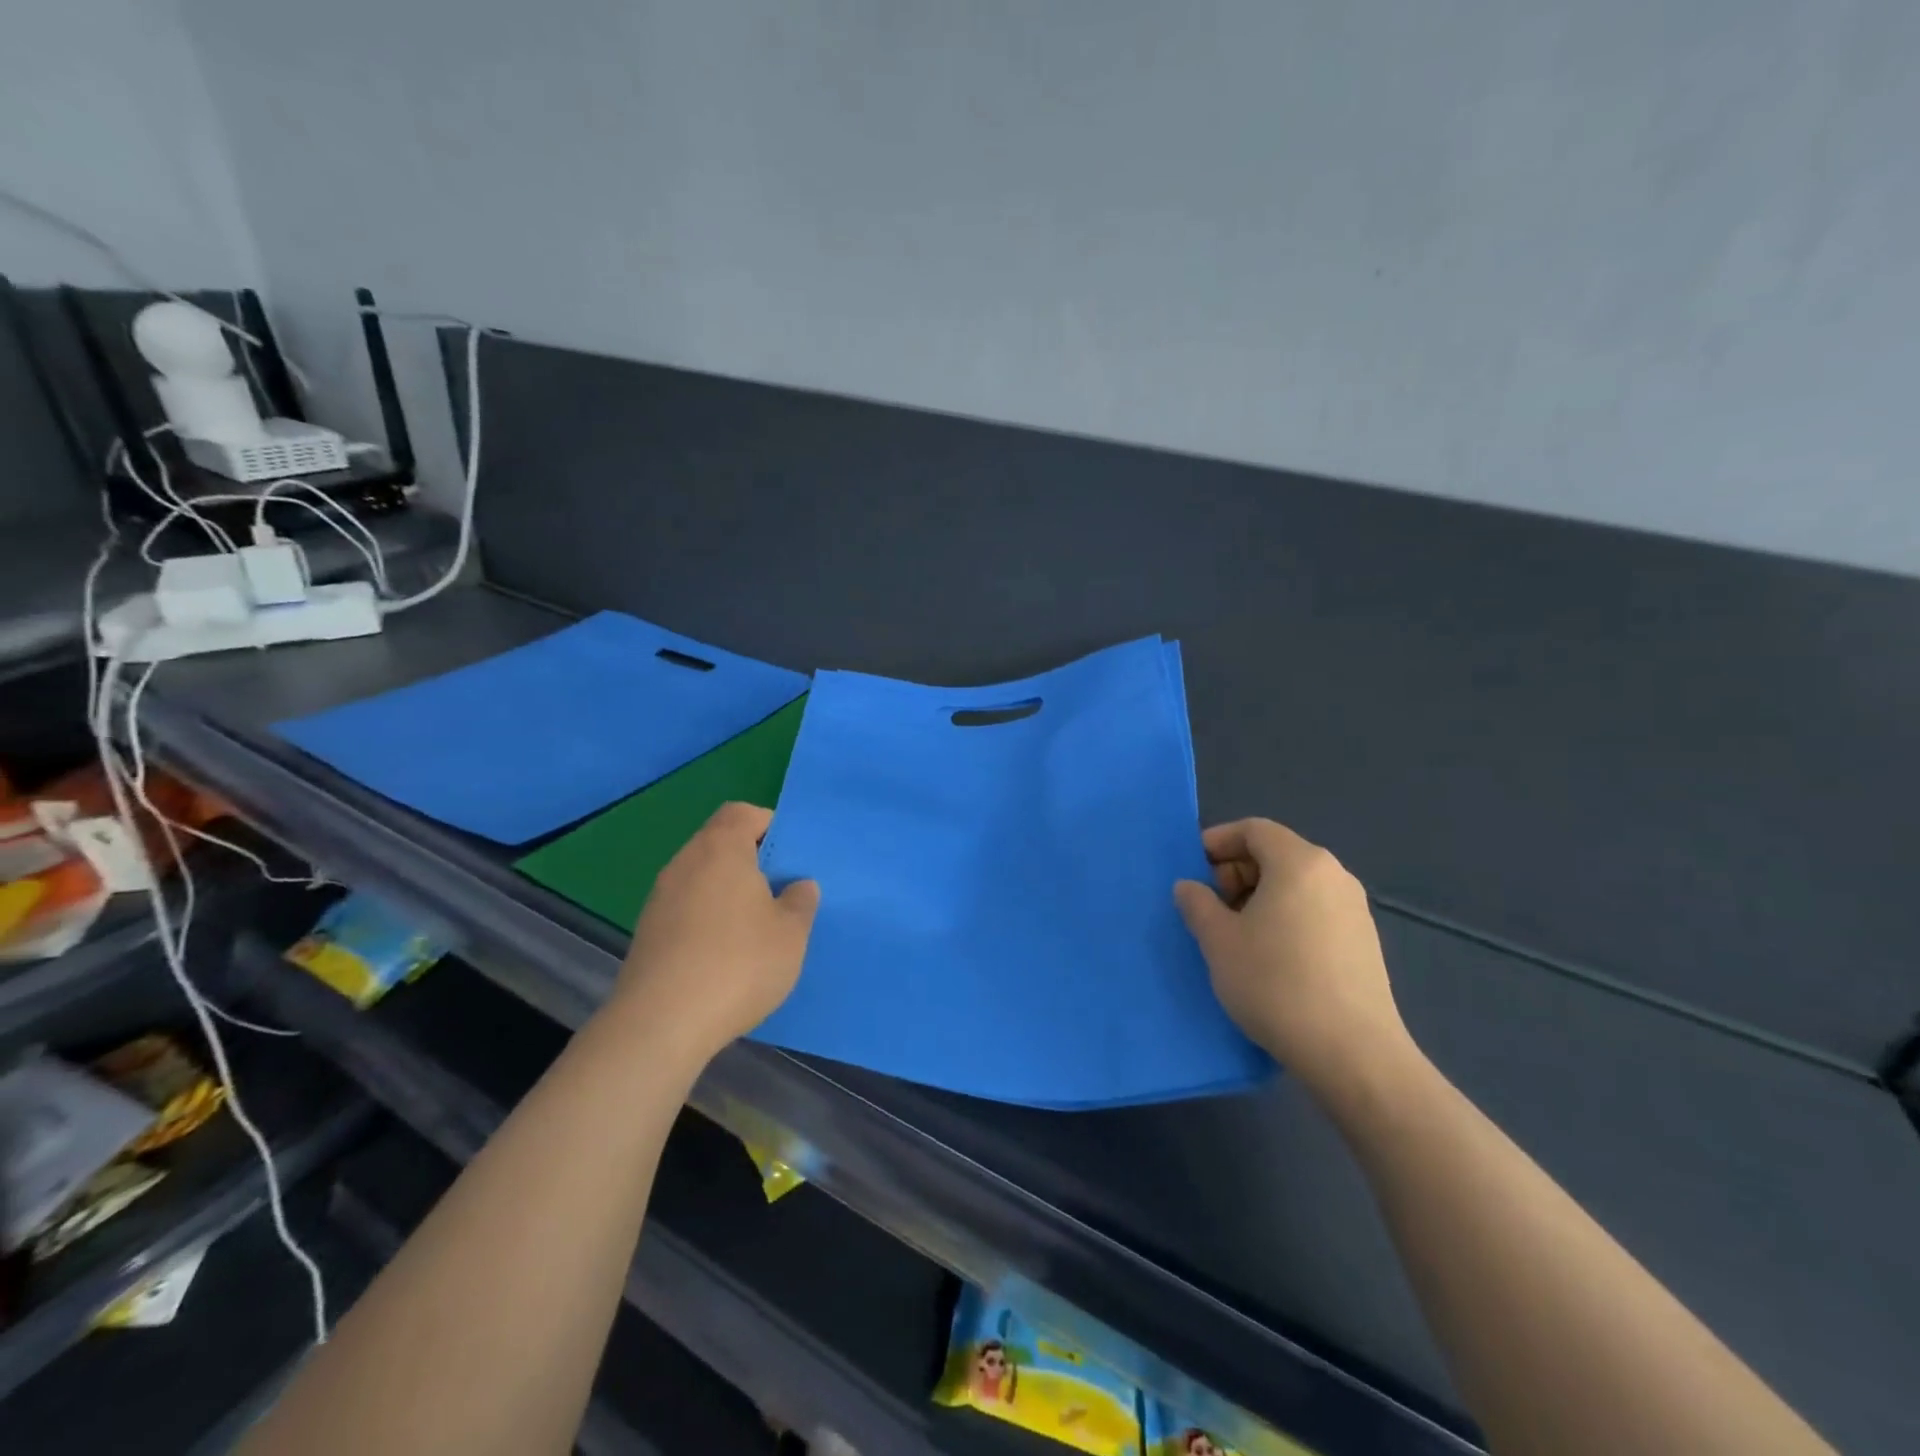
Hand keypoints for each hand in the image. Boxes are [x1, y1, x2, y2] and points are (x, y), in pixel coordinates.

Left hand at [612, 802, 819, 1064]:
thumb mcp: (791, 934)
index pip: (742, 812)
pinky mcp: (648, 932)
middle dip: (752, 861)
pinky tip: (725, 954)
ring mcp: (660, 898)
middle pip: (720, 843)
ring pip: (702, 877)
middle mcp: (685, 863)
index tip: (791, 855)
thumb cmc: (737, 965)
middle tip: (781, 891)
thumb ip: (800, 901)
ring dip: (728, 892)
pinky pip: (686, 908)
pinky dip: (707, 918)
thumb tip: (798, 885)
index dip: (769, 824)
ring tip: (756, 926)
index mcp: (721, 849)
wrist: (660, 1025)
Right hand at [1175, 818, 1413, 1101]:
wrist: (1352, 1053)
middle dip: (1236, 872)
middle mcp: (1333, 875)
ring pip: (1295, 884)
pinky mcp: (1364, 942)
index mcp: (1299, 862)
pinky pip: (1314, 911)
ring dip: (1259, 898)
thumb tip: (1190, 887)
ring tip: (1235, 936)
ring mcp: (1355, 909)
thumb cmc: (1275, 983)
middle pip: (1276, 854)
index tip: (1192, 871)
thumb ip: (1197, 904)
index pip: (1254, 829)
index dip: (1218, 842)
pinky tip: (1270, 958)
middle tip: (1210, 907)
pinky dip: (1285, 918)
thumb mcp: (1218, 941)